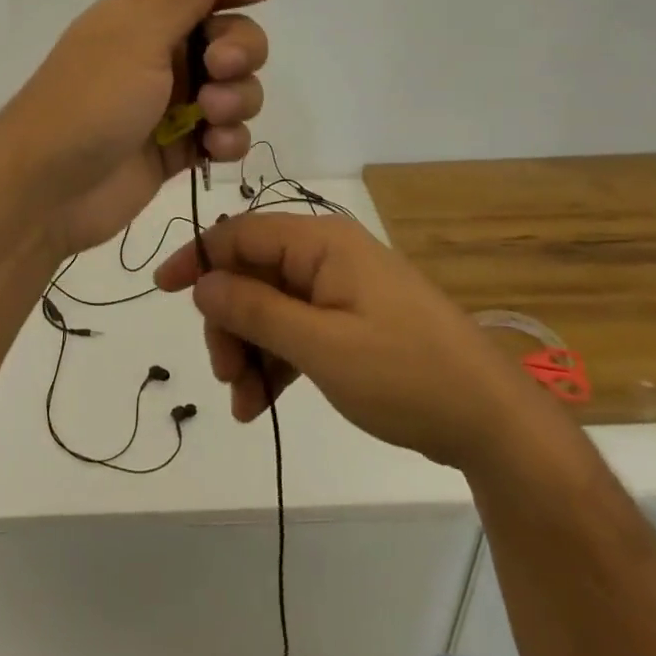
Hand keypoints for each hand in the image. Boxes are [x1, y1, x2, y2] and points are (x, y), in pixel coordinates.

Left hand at [0, 0, 275, 255]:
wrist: (47, 188)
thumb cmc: (90, 100)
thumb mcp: (137, 39)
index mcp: (142, 19)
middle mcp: (160, 56)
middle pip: (229, 40)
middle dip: (240, 50)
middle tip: (220, 68)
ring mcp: (170, 105)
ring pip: (235, 90)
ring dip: (237, 99)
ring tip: (212, 115)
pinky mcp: (177, 149)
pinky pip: (223, 135)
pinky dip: (228, 139)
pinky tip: (214, 148)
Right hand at [153, 212, 538, 468]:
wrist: (492, 423)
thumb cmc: (406, 375)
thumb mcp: (322, 346)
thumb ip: (256, 310)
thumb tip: (201, 282)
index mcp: (323, 243)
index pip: (242, 233)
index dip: (199, 258)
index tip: (163, 290)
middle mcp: (328, 256)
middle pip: (253, 274)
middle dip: (229, 322)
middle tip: (223, 373)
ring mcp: (341, 291)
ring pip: (270, 307)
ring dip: (248, 350)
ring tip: (243, 403)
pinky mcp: (351, 322)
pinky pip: (296, 331)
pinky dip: (274, 362)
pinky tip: (259, 404)